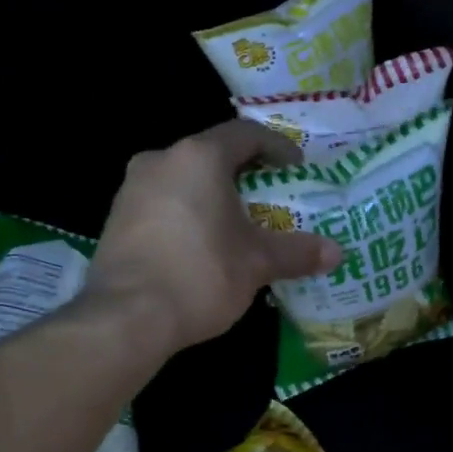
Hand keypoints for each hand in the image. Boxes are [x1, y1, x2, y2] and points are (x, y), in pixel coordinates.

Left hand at [87, 121, 340, 352]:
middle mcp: (161, 160)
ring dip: (214, 197)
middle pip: (212, 156)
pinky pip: (163, 205)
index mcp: (199, 157)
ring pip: (184, 181)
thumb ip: (296, 252)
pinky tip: (202, 247)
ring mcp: (132, 189)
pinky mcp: (116, 219)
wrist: (127, 316)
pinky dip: (188, 216)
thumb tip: (336, 253)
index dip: (277, 148)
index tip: (297, 170)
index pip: (246, 135)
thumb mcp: (257, 264)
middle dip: (245, 176)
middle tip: (271, 200)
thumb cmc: (201, 275)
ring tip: (238, 227)